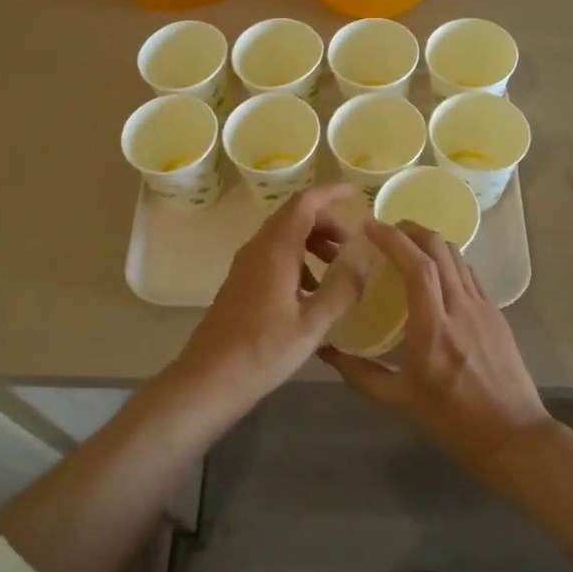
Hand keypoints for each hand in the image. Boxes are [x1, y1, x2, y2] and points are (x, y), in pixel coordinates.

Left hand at [172, 184, 367, 419]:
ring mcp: (245, 266)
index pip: (304, 204)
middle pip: (293, 217)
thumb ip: (341, 290)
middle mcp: (258, 249)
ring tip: (336, 269)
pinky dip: (297, 260)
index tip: (354, 192)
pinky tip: (311, 292)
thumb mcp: (312, 325)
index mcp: (275, 251)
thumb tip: (364, 261)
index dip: (329, 193)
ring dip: (311, 242)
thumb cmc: (262, 351)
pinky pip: (273, 256)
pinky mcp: (240, 283)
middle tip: (350, 243)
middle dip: (324, 222)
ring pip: (282, 237)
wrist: (208, 379)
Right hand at [321, 220, 551, 485]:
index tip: (369, 226)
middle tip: (386, 229)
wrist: (514, 437)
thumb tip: (327, 353)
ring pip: (457, 256)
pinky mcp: (497, 314)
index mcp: (434, 326)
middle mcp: (461, 307)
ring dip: (430, 242)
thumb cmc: (454, 421)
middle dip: (411, 229)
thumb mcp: (400, 401)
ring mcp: (483, 307)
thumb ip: (361, 374)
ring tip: (407, 245)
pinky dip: (448, 261)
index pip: (417, 265)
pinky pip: (469, 274)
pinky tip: (436, 274)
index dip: (392, 239)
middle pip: (439, 248)